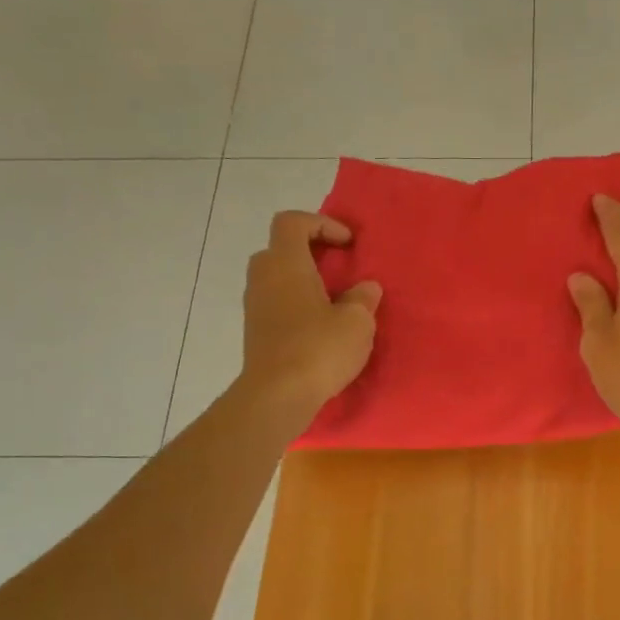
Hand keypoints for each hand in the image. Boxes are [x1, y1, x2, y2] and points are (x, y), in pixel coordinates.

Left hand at [240, 211, 380, 428]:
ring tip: (334, 301)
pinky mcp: (255, 332)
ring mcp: (255, 306)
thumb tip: (365, 288)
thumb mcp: (357, 322)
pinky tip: (320, 328)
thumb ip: (363, 298)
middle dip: (310, 252)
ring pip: (276, 278)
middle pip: (280, 248)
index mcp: (286, 264)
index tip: (348, 244)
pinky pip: (275, 303)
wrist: (277, 396)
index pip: (292, 222)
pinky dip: (296, 305)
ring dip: (303, 281)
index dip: (321, 223)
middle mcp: (264, 278)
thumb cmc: (319, 349)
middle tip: (338, 269)